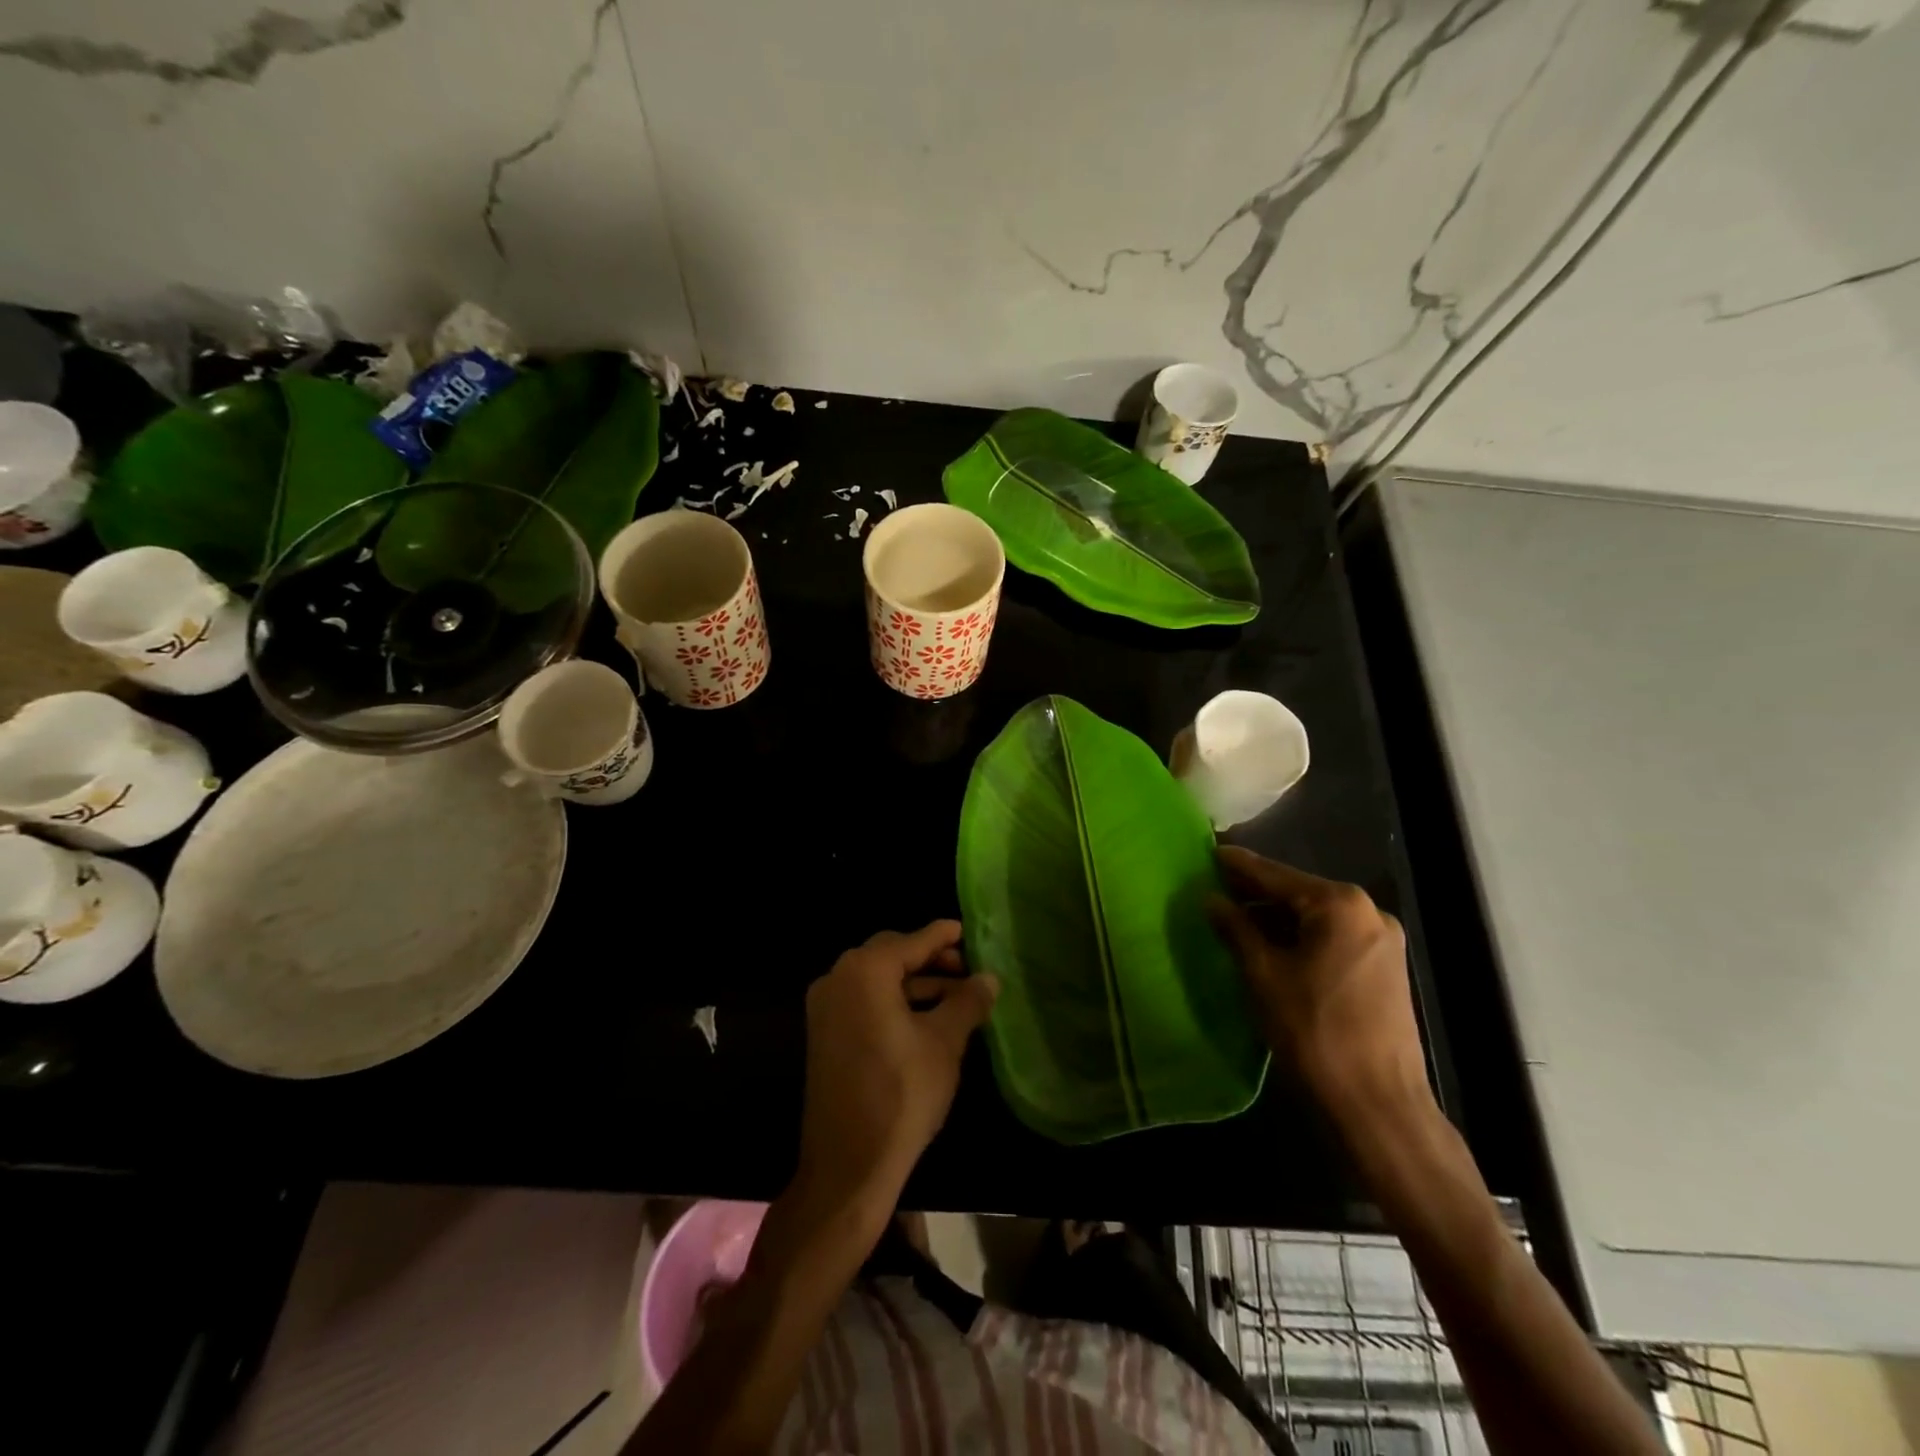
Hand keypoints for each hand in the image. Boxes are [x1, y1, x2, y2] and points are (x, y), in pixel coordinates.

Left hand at [796, 921, 998, 1217]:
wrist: (848, 1164)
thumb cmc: (902, 1094)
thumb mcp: (945, 1043)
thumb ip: (967, 1002)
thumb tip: (989, 978)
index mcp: (865, 971)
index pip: (912, 941)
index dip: (944, 936)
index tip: (968, 931)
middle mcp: (839, 978)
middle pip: (891, 955)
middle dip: (931, 960)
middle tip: (967, 970)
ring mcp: (826, 1007)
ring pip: (878, 980)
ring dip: (915, 984)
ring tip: (957, 999)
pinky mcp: (824, 1034)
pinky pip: (864, 1002)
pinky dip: (895, 1002)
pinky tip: (927, 1019)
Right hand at [1208, 847, 1432, 1135]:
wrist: (1378, 1105)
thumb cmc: (1313, 1031)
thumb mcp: (1263, 974)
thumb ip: (1236, 928)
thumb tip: (1211, 899)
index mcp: (1340, 905)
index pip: (1276, 875)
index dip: (1238, 865)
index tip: (1208, 851)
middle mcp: (1368, 912)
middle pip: (1299, 892)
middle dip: (1257, 892)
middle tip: (1214, 887)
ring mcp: (1382, 941)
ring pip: (1316, 916)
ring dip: (1277, 916)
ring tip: (1234, 916)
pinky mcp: (1385, 968)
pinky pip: (1332, 937)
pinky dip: (1300, 936)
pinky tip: (1269, 944)